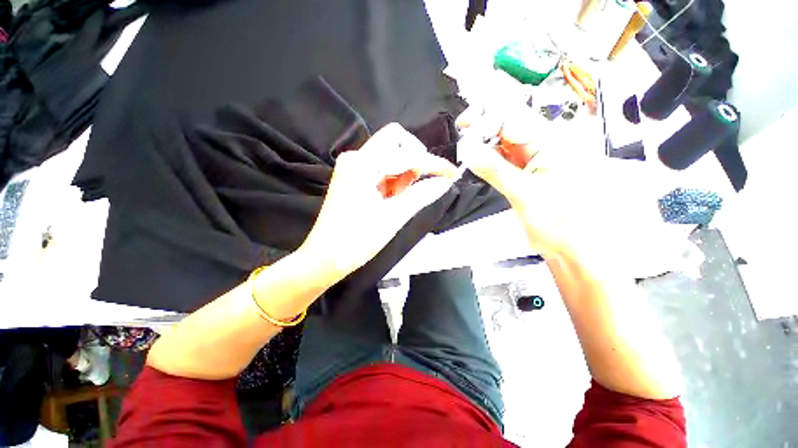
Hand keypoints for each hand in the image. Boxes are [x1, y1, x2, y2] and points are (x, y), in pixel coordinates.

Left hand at [299, 123, 459, 279]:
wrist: (325, 258)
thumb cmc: (357, 241)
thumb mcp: (394, 217)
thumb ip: (422, 195)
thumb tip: (445, 181)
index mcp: (363, 165)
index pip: (407, 154)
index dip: (433, 163)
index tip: (452, 173)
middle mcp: (356, 157)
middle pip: (395, 140)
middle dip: (415, 158)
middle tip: (419, 184)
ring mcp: (353, 166)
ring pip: (389, 153)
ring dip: (404, 171)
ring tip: (402, 198)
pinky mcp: (353, 176)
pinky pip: (381, 167)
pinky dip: (393, 178)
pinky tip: (393, 197)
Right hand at [456, 106, 611, 259]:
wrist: (571, 247)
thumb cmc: (561, 223)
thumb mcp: (525, 194)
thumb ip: (495, 171)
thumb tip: (470, 152)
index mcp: (552, 144)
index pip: (515, 119)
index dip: (489, 119)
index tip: (467, 128)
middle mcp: (543, 147)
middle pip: (509, 125)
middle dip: (485, 126)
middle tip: (463, 130)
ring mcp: (533, 161)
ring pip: (504, 142)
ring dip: (484, 143)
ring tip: (467, 147)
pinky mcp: (524, 174)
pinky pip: (503, 159)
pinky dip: (488, 159)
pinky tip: (477, 160)